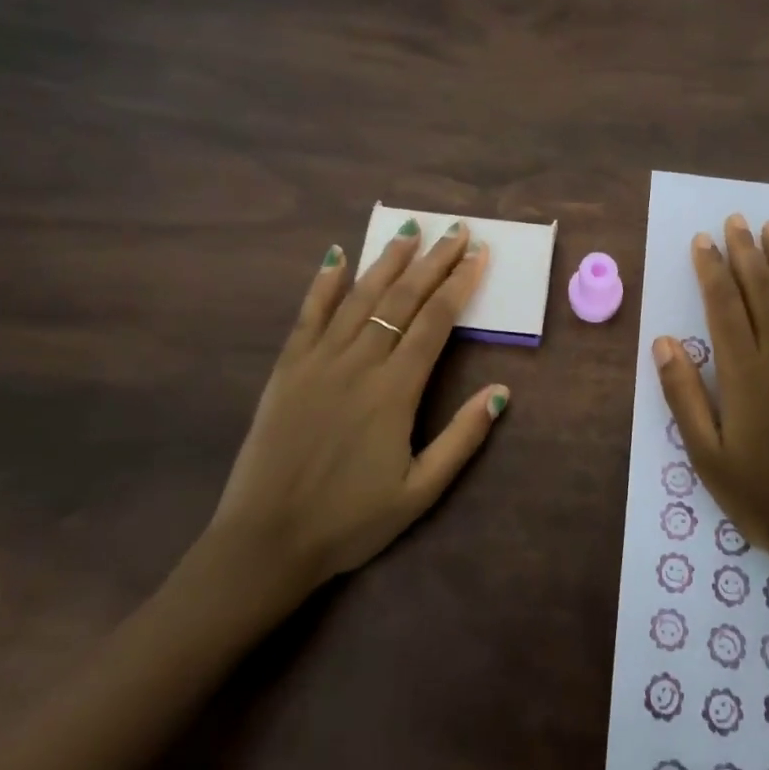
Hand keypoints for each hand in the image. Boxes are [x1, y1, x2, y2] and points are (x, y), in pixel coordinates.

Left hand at [207, 220, 508, 593]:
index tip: (478, 255)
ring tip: (409, 230)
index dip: (460, 285)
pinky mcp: (288, 368)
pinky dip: (324, 283)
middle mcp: (359, 363)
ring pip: (359, 297)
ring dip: (387, 261)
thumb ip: (462, 438)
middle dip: (433, 261)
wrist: (266, 541)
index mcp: (395, 390)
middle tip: (456, 229)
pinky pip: (308, 315)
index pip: (436, 322)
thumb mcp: (420, 491)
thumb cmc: (349, 520)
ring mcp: (319, 361)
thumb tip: (502, 391)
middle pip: (402, 299)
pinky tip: (336, 255)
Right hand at [652, 214, 768, 583]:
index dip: (711, 269)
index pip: (723, 306)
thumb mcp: (708, 456)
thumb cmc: (765, 497)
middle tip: (735, 219)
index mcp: (745, 373)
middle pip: (762, 290)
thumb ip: (684, 395)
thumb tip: (664, 341)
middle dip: (746, 252)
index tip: (702, 239)